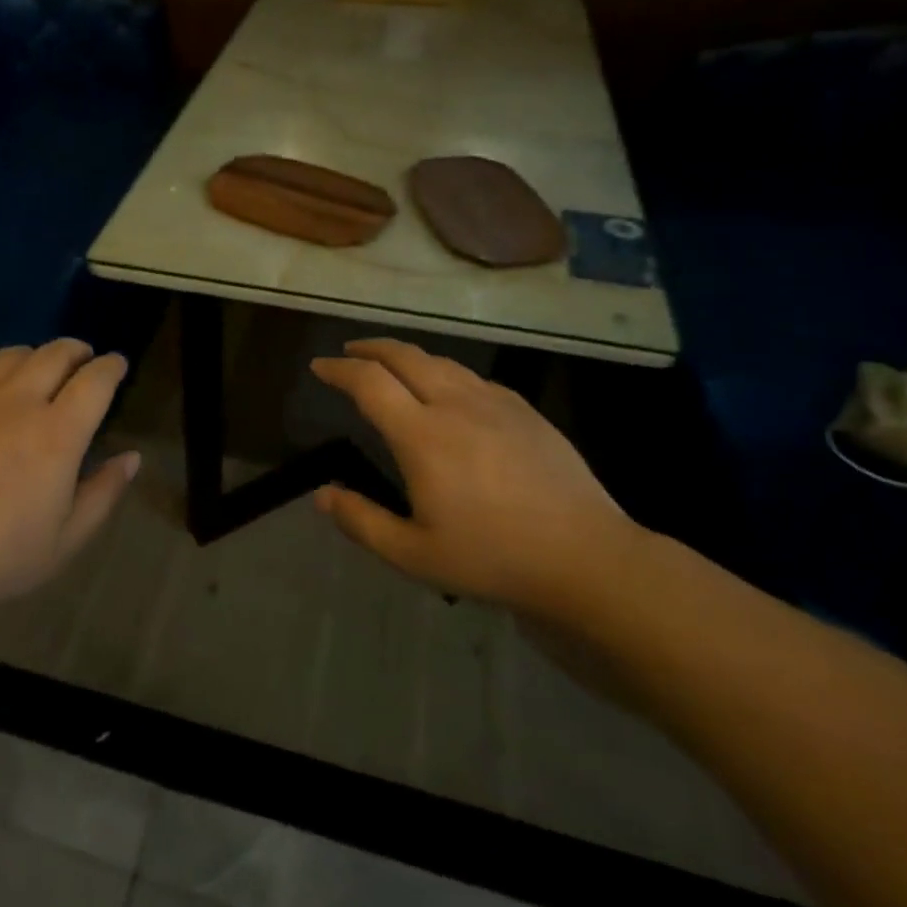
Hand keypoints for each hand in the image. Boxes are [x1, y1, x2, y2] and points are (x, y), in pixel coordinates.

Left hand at [0, 339, 140, 623]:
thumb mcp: (65, 541)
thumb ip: (104, 493)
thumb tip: (132, 457)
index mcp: (56, 433)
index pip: (96, 380)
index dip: (112, 366)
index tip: (117, 365)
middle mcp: (16, 401)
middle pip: (56, 353)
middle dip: (78, 351)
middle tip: (83, 360)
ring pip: (11, 355)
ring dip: (34, 358)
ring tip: (36, 372)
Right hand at [310, 340, 637, 615]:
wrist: (586, 558)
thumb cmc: (493, 559)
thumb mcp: (414, 555)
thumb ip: (362, 521)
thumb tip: (322, 495)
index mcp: (422, 435)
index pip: (369, 381)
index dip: (339, 368)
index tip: (320, 366)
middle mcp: (455, 405)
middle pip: (404, 356)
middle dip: (370, 347)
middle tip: (349, 351)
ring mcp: (495, 403)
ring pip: (441, 362)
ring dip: (407, 356)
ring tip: (392, 365)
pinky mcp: (525, 411)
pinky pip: (473, 378)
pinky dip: (445, 373)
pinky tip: (448, 391)